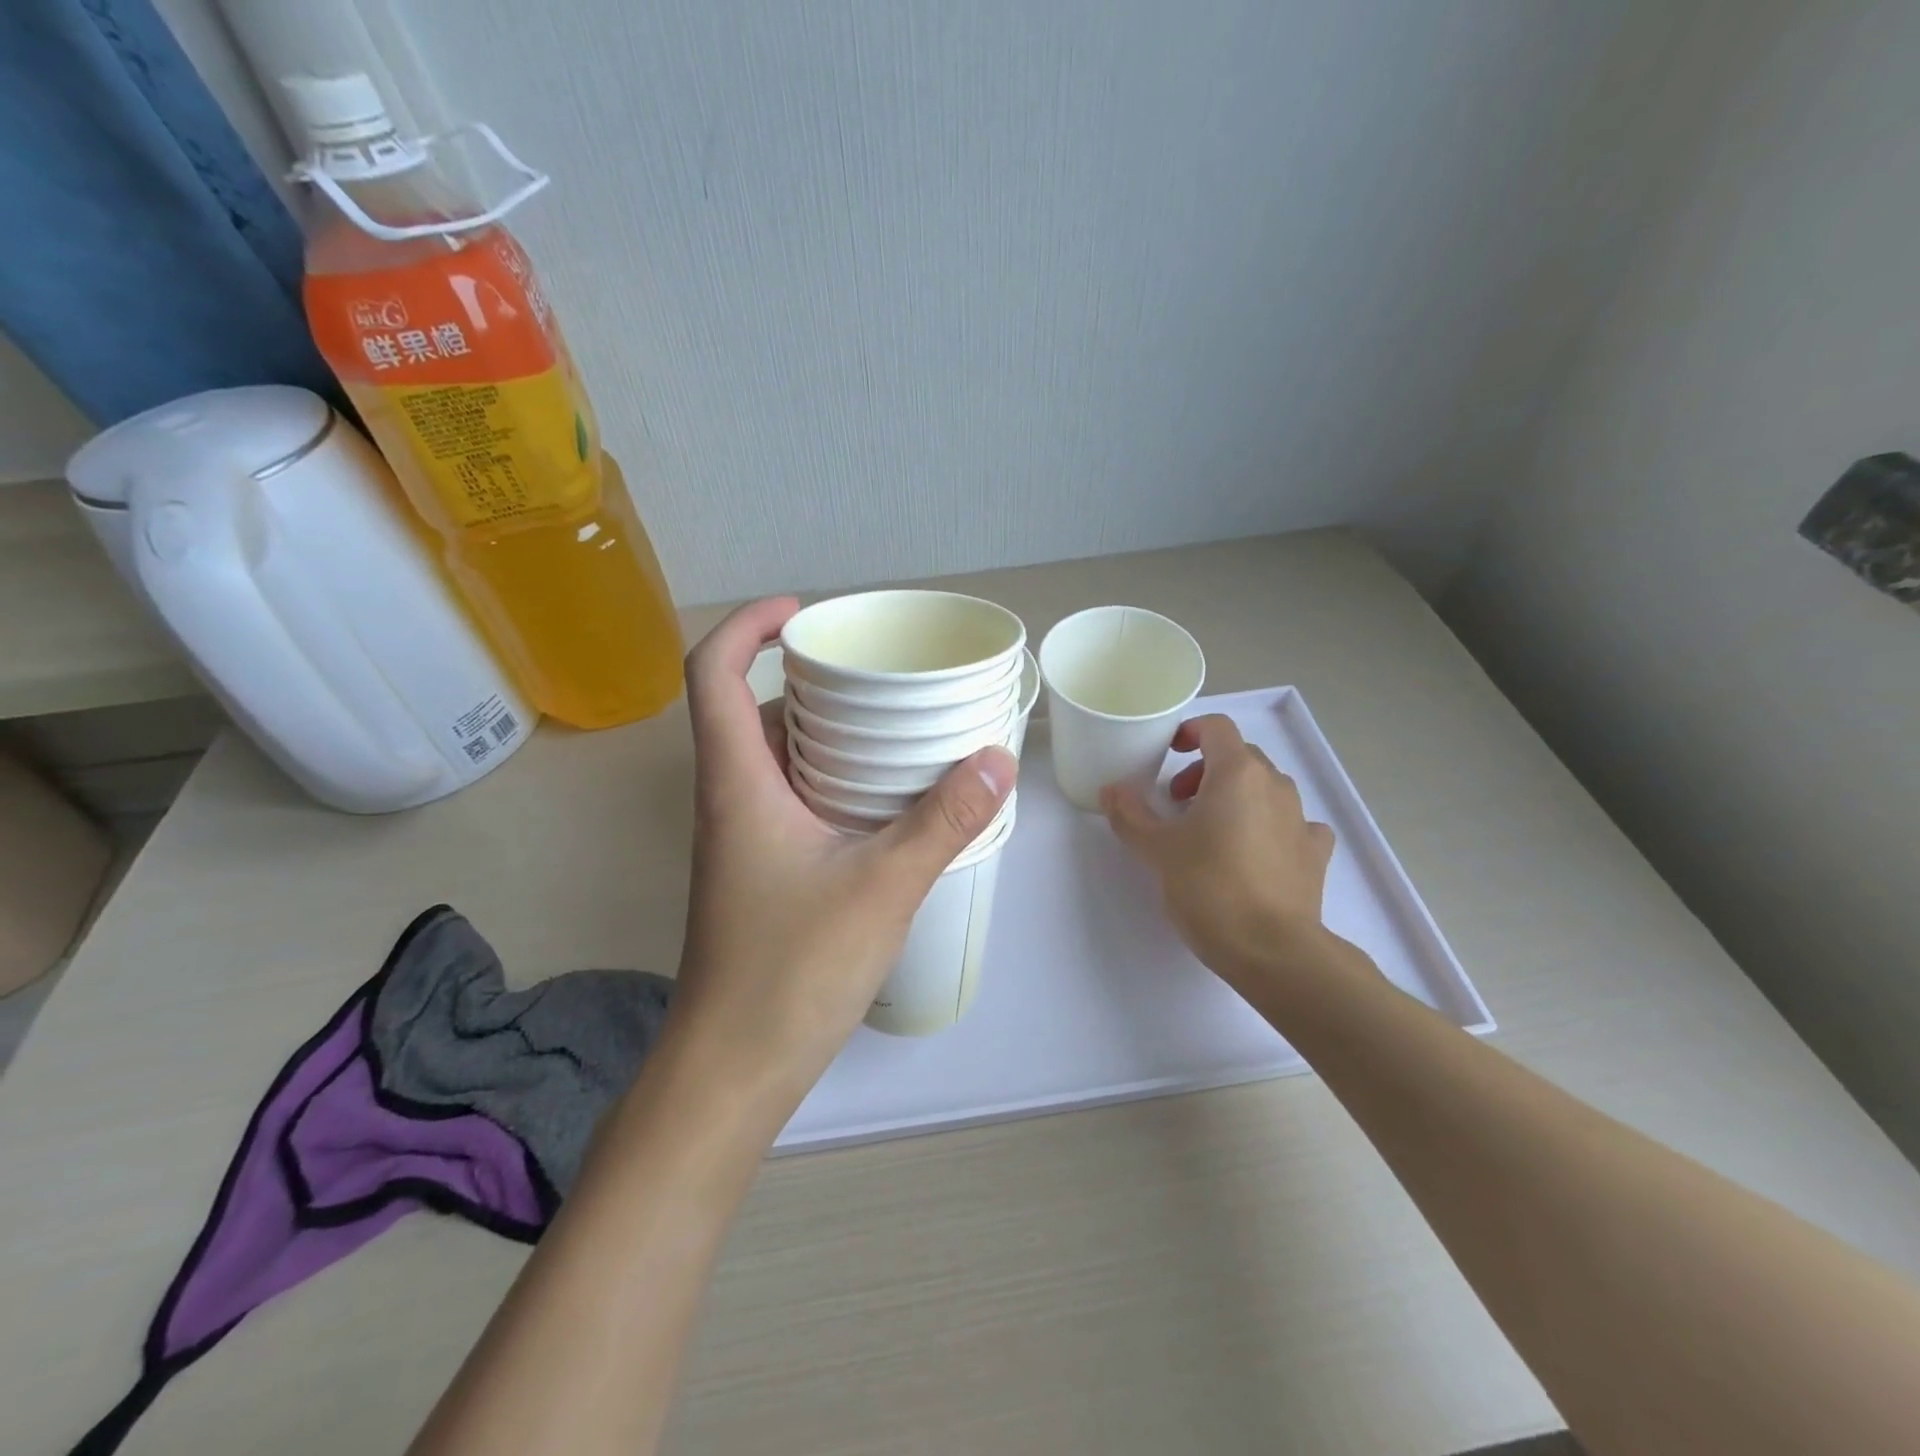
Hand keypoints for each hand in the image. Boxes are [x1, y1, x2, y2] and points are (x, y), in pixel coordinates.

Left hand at [670, 598, 1016, 1108]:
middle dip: (807, 675)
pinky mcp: (761, 869)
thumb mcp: (883, 887)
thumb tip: (998, 758)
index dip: (748, 625)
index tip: (805, 611)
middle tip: (875, 671)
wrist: (732, 1070)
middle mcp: (731, 798)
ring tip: (891, 722)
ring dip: (824, 729)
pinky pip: (792, 796)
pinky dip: (832, 776)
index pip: (713, 673)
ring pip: (775, 756)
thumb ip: (943, 821)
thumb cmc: (792, 971)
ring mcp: (743, 838)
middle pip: (750, 707)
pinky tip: (885, 795)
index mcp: (738, 782)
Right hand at [1101, 714, 1335, 995]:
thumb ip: (1130, 815)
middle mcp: (1275, 785)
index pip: (1217, 728)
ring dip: (1236, 796)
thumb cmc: (1209, 887)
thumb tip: (1111, 790)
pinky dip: (1271, 826)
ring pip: (1266, 788)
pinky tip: (1257, 851)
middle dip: (1206, 770)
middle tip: (1178, 802)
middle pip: (1240, 757)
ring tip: (1211, 830)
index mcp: (1237, 773)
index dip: (1190, 732)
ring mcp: (1301, 818)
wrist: (1273, 950)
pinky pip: (1292, 823)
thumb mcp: (1157, 850)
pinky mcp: (1315, 853)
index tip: (1168, 754)